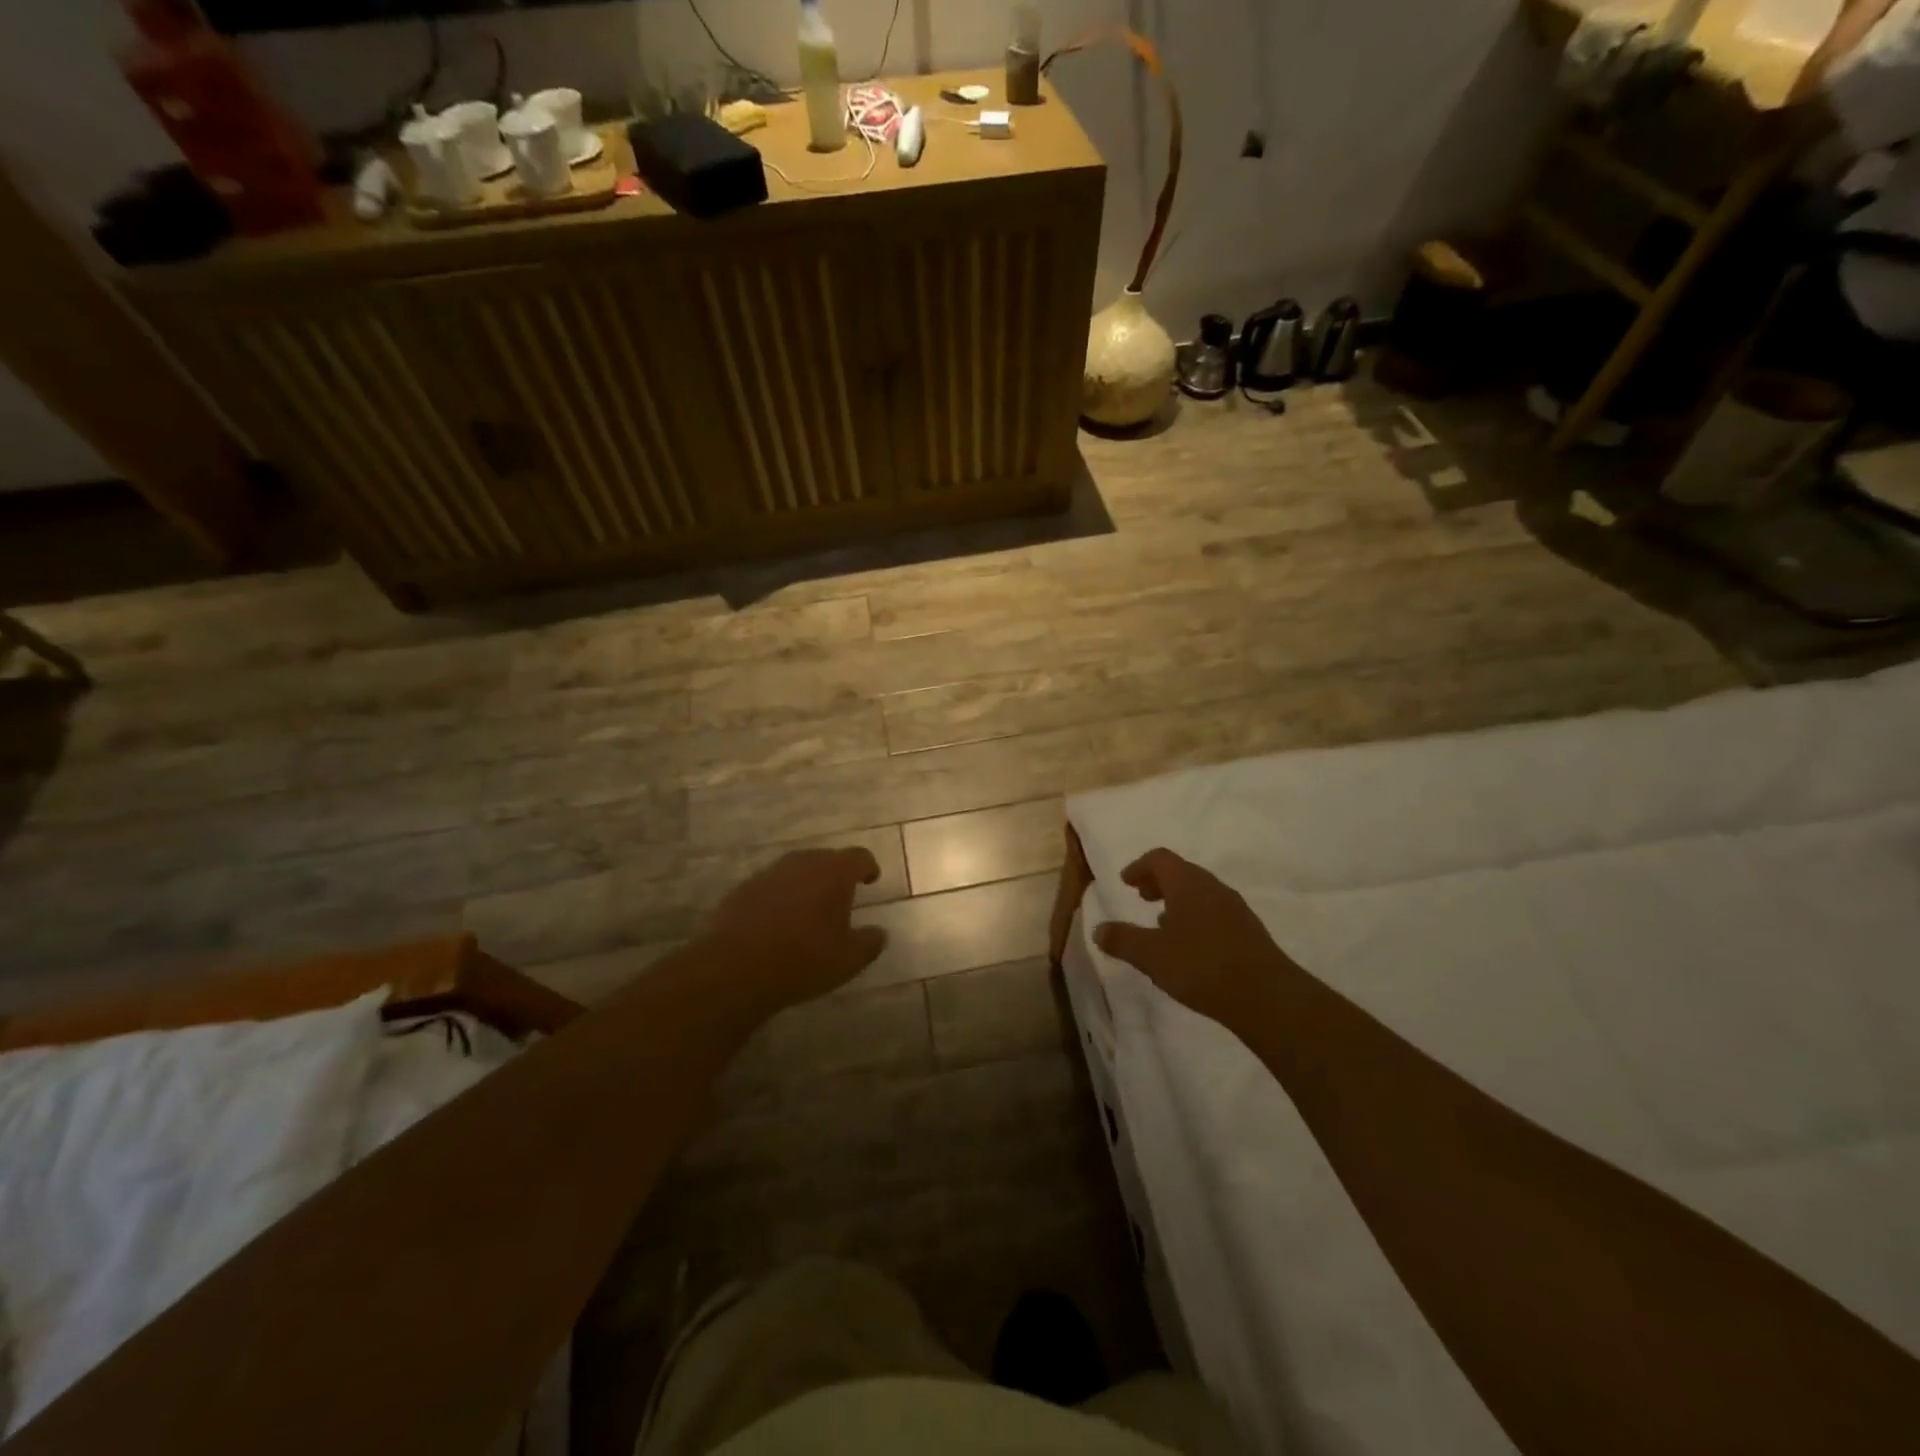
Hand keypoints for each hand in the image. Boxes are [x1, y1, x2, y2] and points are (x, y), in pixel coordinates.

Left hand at [703, 847, 887, 1010]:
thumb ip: (870, 942)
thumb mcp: (849, 960)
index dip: (868, 867)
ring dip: (806, 884)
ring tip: (809, 909)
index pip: (859, 857)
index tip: (871, 880)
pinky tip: (778, 922)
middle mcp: (803, 863)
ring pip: (796, 870)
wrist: (735, 967)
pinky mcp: (743, 888)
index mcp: (834, 872)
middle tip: (841, 897)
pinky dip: (780, 897)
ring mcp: (769, 873)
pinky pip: (771, 886)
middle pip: (826, 859)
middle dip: (836, 874)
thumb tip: (879, 933)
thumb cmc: (803, 960)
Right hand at [1094, 848, 1295, 1030]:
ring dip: (1177, 900)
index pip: (1160, 858)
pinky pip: (1214, 911)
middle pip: (1181, 872)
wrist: (1267, 997)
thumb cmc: (1202, 967)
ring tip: (1162, 923)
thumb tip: (1098, 930)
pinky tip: (1190, 945)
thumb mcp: (1152, 956)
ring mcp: (1235, 908)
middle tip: (1141, 897)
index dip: (1139, 866)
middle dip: (1158, 881)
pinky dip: (1195, 916)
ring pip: (1200, 892)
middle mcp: (1213, 888)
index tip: (1126, 882)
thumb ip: (1123, 940)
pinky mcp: (1248, 930)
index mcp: (1188, 884)